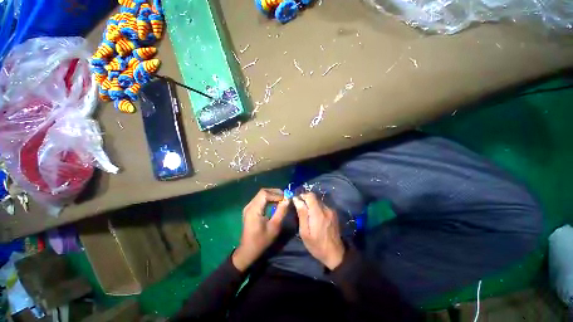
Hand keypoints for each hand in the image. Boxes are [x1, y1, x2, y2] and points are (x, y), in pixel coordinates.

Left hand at [232, 188, 289, 271]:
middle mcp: (249, 205)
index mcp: (254, 210)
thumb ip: (281, 211)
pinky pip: (260, 199)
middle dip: (275, 192)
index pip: (264, 194)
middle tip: (285, 197)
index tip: (286, 198)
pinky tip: (275, 203)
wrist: (248, 250)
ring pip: (261, 194)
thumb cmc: (262, 240)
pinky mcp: (250, 209)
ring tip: (282, 199)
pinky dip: (268, 198)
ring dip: (272, 195)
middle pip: (263, 192)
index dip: (276, 194)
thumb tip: (287, 199)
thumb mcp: (274, 227)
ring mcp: (248, 207)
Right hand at [293, 193, 344, 269]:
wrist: (335, 254)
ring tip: (307, 214)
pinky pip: (323, 205)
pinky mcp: (334, 213)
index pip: (310, 196)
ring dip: (311, 204)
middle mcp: (326, 209)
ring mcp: (331, 211)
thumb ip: (302, 214)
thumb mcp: (305, 232)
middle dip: (306, 200)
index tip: (296, 201)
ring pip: (318, 201)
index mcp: (318, 213)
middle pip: (314, 197)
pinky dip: (317, 207)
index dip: (302, 195)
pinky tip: (315, 217)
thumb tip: (296, 200)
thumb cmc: (316, 245)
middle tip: (300, 208)